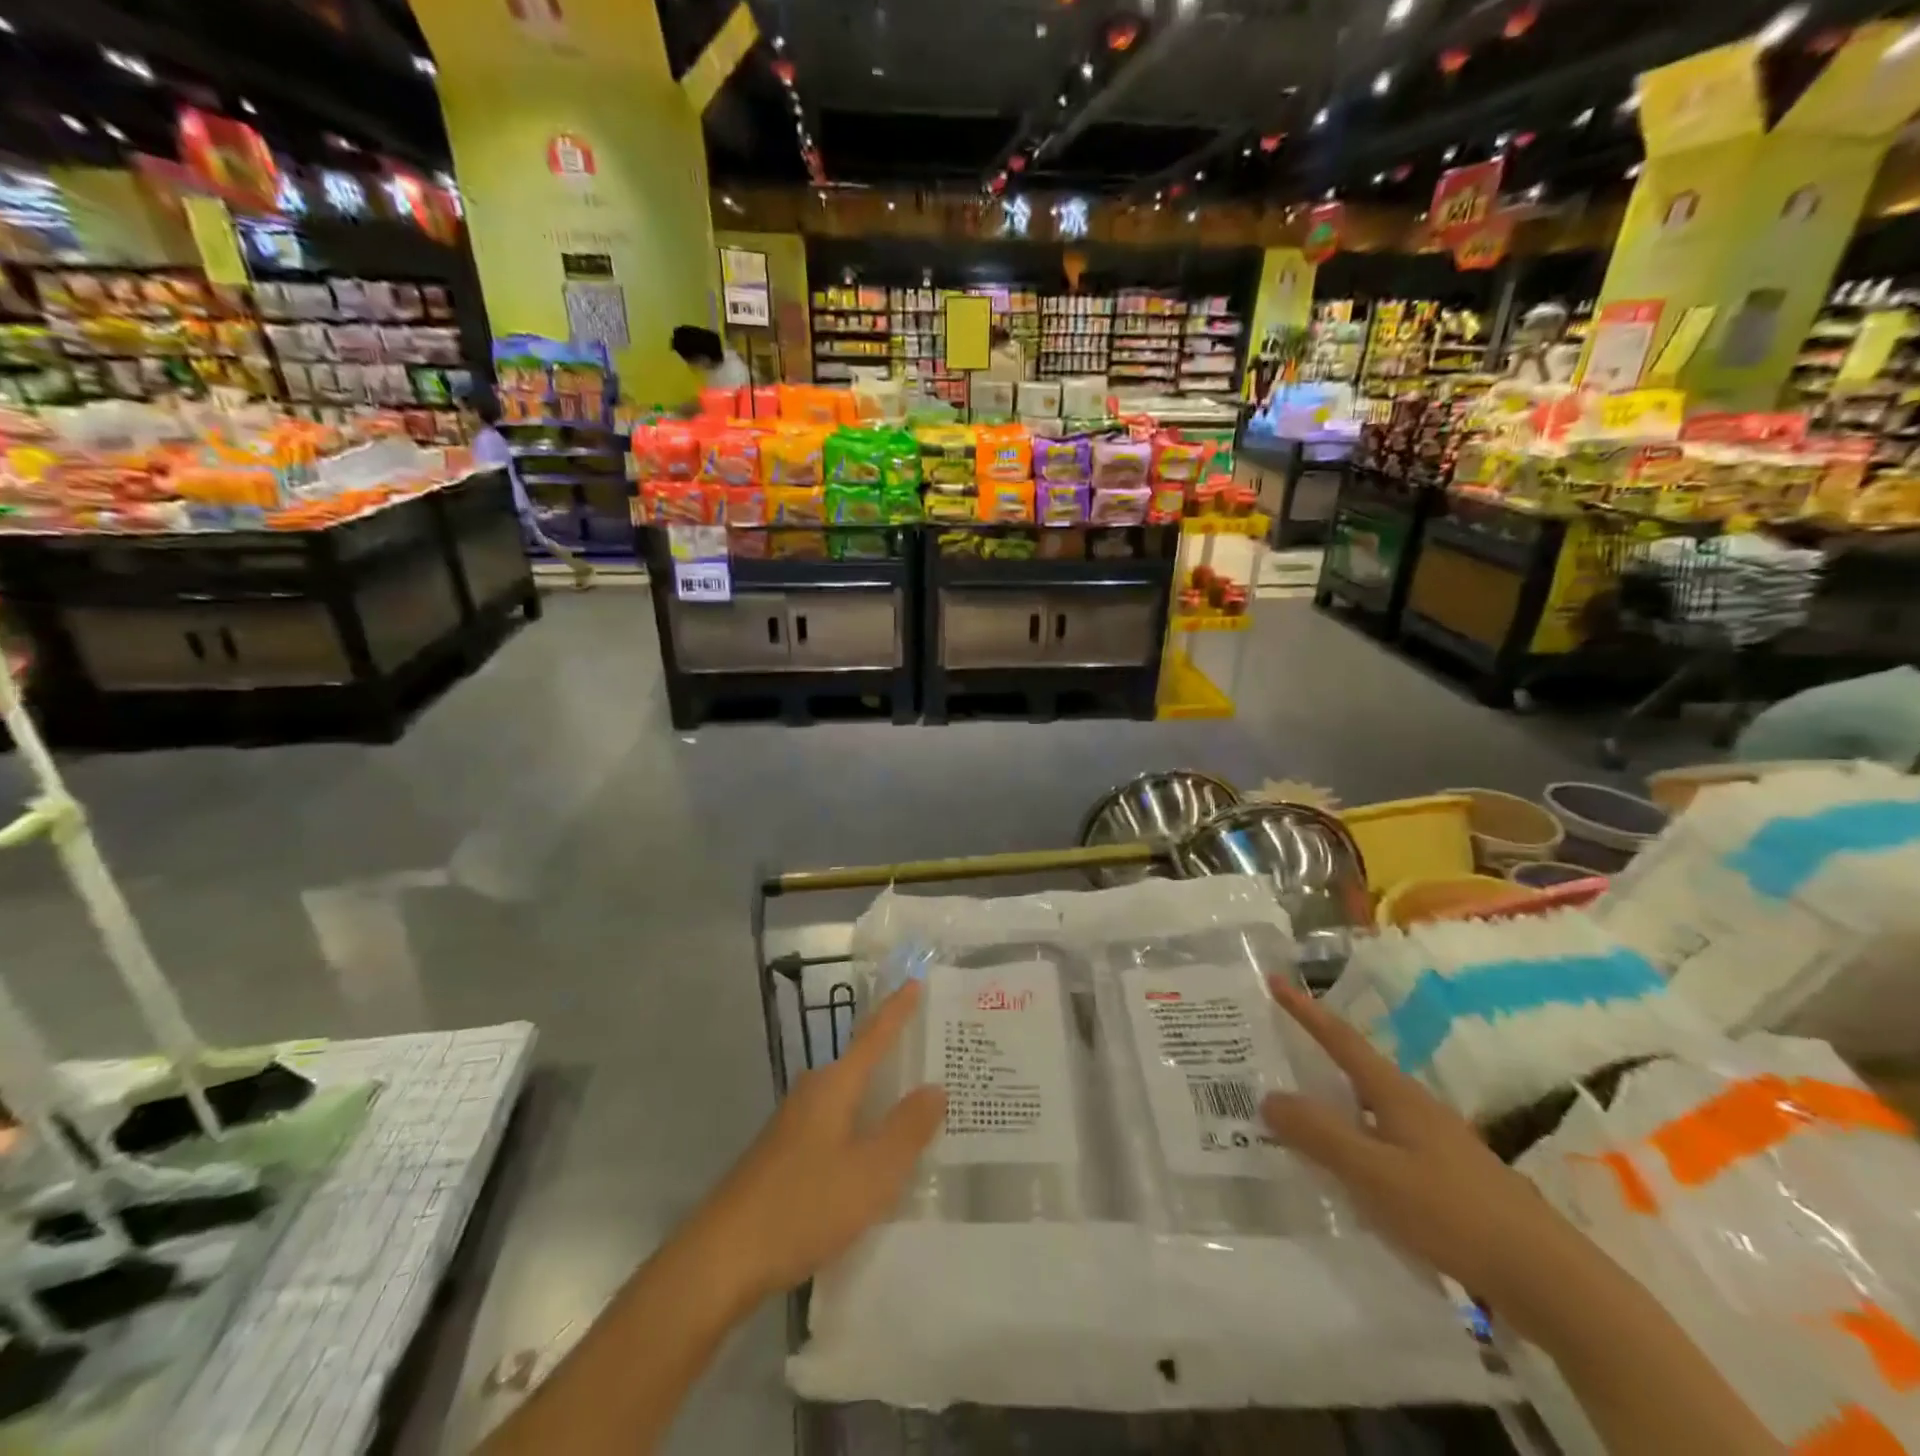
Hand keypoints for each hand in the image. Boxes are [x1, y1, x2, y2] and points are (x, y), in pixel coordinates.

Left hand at [703, 980, 945, 1298]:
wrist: (721, 1259)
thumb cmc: (802, 1205)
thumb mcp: (871, 1173)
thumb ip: (907, 1129)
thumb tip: (935, 1088)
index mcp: (835, 1085)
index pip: (874, 1036)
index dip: (898, 1010)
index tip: (917, 981)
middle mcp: (814, 1093)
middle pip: (862, 1064)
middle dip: (896, 1058)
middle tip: (937, 1058)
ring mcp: (795, 1124)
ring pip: (850, 1099)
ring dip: (881, 1099)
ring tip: (919, 1108)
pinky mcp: (786, 1155)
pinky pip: (838, 1125)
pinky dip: (863, 1128)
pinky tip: (877, 1157)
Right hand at [1261, 976, 1607, 1343]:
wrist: (1550, 1281)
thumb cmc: (1454, 1212)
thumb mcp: (1374, 1172)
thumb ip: (1319, 1134)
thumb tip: (1268, 1097)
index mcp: (1396, 1093)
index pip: (1340, 1039)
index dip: (1305, 1010)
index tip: (1274, 980)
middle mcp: (1415, 1107)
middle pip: (1354, 1068)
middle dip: (1313, 1054)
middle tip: (1271, 1049)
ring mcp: (1434, 1142)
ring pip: (1368, 1107)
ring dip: (1331, 1101)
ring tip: (1294, 1109)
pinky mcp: (1446, 1178)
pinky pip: (1382, 1141)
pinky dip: (1353, 1139)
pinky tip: (1343, 1168)